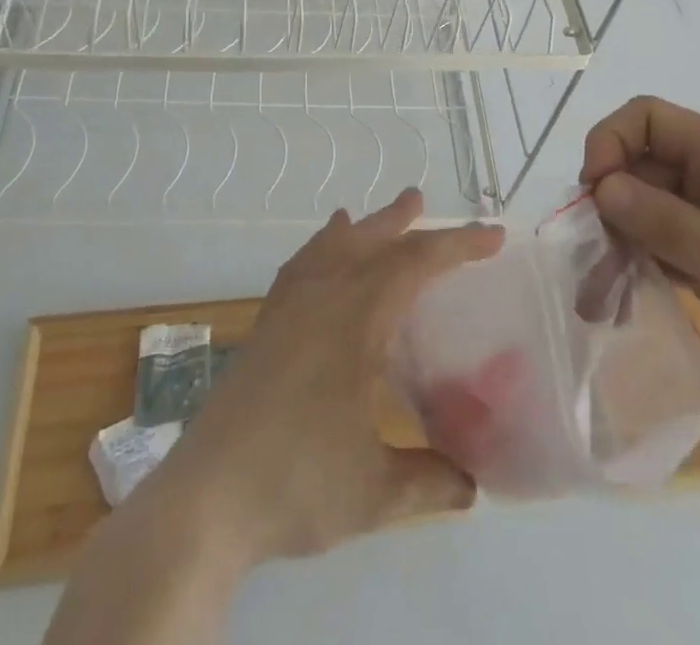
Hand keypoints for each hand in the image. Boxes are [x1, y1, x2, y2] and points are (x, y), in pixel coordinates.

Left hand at [145, 188, 503, 565]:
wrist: (206, 497)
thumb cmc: (295, 484)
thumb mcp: (375, 493)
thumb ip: (429, 482)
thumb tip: (473, 487)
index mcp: (356, 319)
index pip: (416, 264)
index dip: (457, 246)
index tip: (493, 236)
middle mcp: (322, 298)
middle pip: (370, 242)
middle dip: (400, 222)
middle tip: (420, 201)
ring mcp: (287, 308)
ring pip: (329, 248)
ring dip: (357, 229)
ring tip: (367, 216)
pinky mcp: (264, 325)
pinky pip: (298, 267)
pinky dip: (316, 250)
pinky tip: (317, 257)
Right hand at [582, 97, 699, 460]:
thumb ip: (674, 227)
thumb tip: (602, 186)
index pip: (649, 120)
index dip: (611, 144)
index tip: (595, 200)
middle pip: (640, 164)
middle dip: (607, 200)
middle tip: (591, 260)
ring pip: (647, 209)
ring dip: (617, 239)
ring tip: (597, 293)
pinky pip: (665, 249)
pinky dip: (640, 265)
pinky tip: (624, 301)